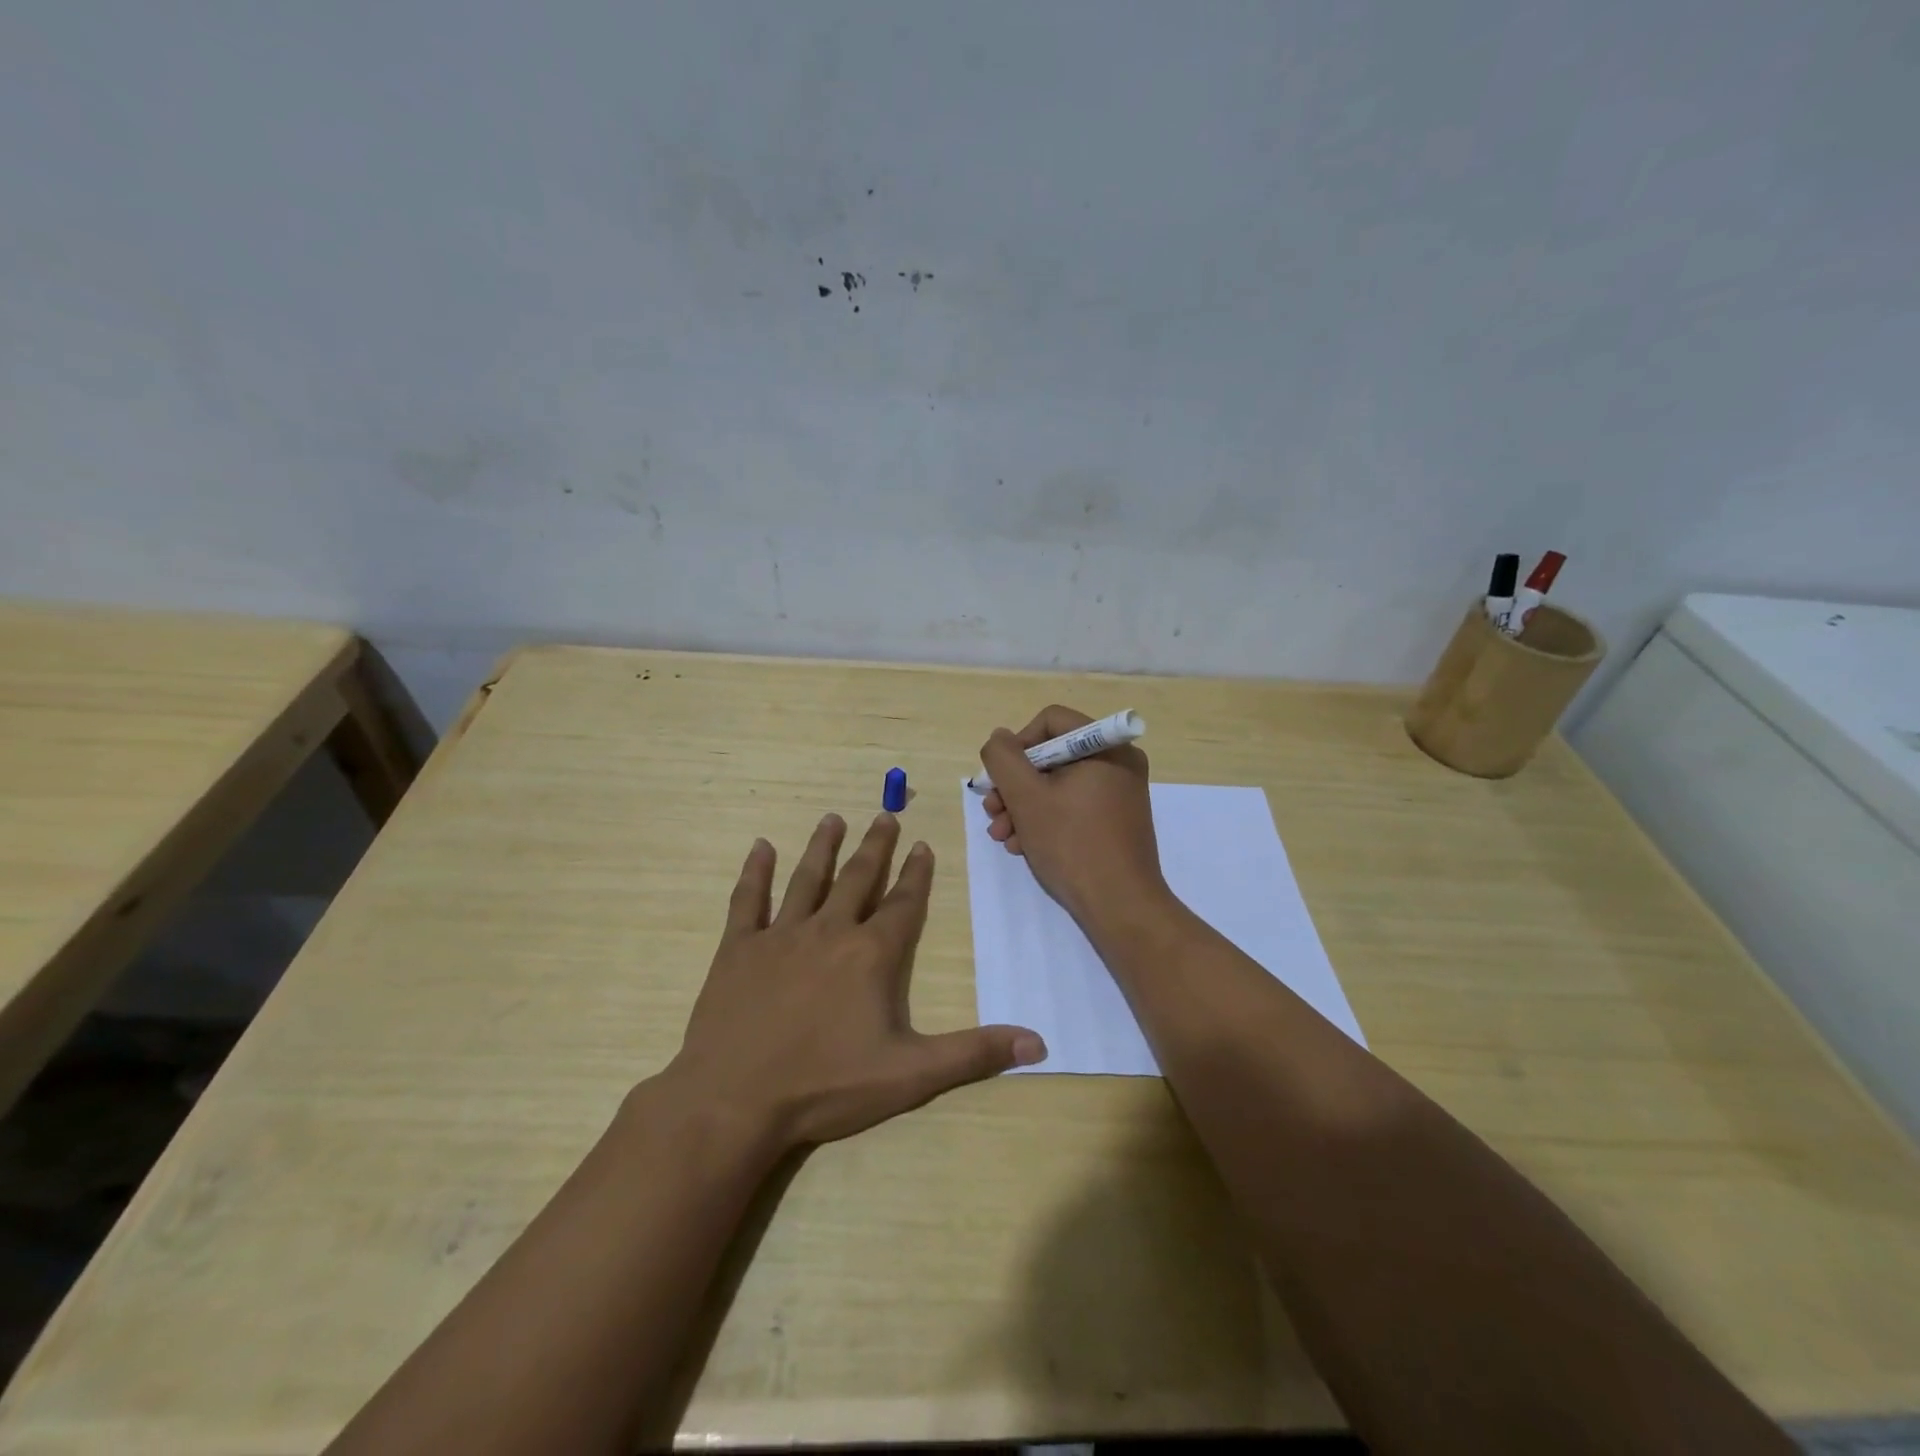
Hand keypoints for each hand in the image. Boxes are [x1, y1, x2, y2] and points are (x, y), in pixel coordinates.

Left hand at [664, 812, 1046, 1149]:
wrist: (735, 1099)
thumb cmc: (826, 1085)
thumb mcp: (910, 1075)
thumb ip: (973, 1054)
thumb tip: (1038, 1041)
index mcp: (871, 955)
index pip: (902, 904)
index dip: (916, 874)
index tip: (923, 844)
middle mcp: (829, 932)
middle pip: (858, 879)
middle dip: (875, 847)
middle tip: (885, 815)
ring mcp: (780, 936)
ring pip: (807, 879)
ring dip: (823, 847)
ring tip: (833, 818)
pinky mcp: (738, 948)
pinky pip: (748, 900)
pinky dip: (755, 872)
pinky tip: (760, 846)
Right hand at [979, 704, 1169, 928]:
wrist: (1121, 906)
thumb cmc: (1072, 844)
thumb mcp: (1026, 797)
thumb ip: (1004, 759)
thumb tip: (999, 738)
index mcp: (1106, 747)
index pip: (1050, 721)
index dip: (1017, 745)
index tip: (1000, 778)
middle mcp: (1118, 762)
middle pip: (1052, 756)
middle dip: (1015, 785)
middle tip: (992, 812)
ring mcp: (1119, 793)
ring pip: (1058, 785)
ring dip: (1023, 807)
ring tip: (1003, 836)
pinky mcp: (1116, 820)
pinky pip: (1073, 806)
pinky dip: (1045, 820)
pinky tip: (1023, 846)